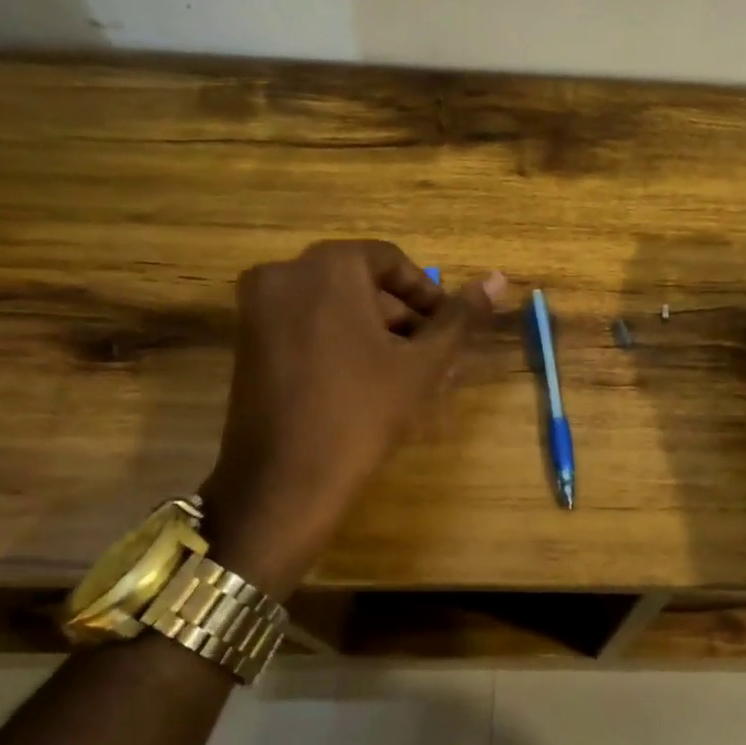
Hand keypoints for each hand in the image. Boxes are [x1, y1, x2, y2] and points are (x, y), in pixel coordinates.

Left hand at [199, 241, 506, 595]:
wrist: (283, 483)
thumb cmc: (362, 413)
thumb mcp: (421, 364)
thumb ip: (459, 317)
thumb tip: (498, 279)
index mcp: (328, 266)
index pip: (391, 261)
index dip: (426, 294)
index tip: (446, 329)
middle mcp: (284, 273)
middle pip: (360, 282)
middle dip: (401, 316)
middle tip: (430, 355)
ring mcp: (258, 307)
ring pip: (333, 305)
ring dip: (373, 330)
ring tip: (406, 373)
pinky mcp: (246, 340)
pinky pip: (305, 324)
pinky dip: (339, 340)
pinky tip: (366, 379)